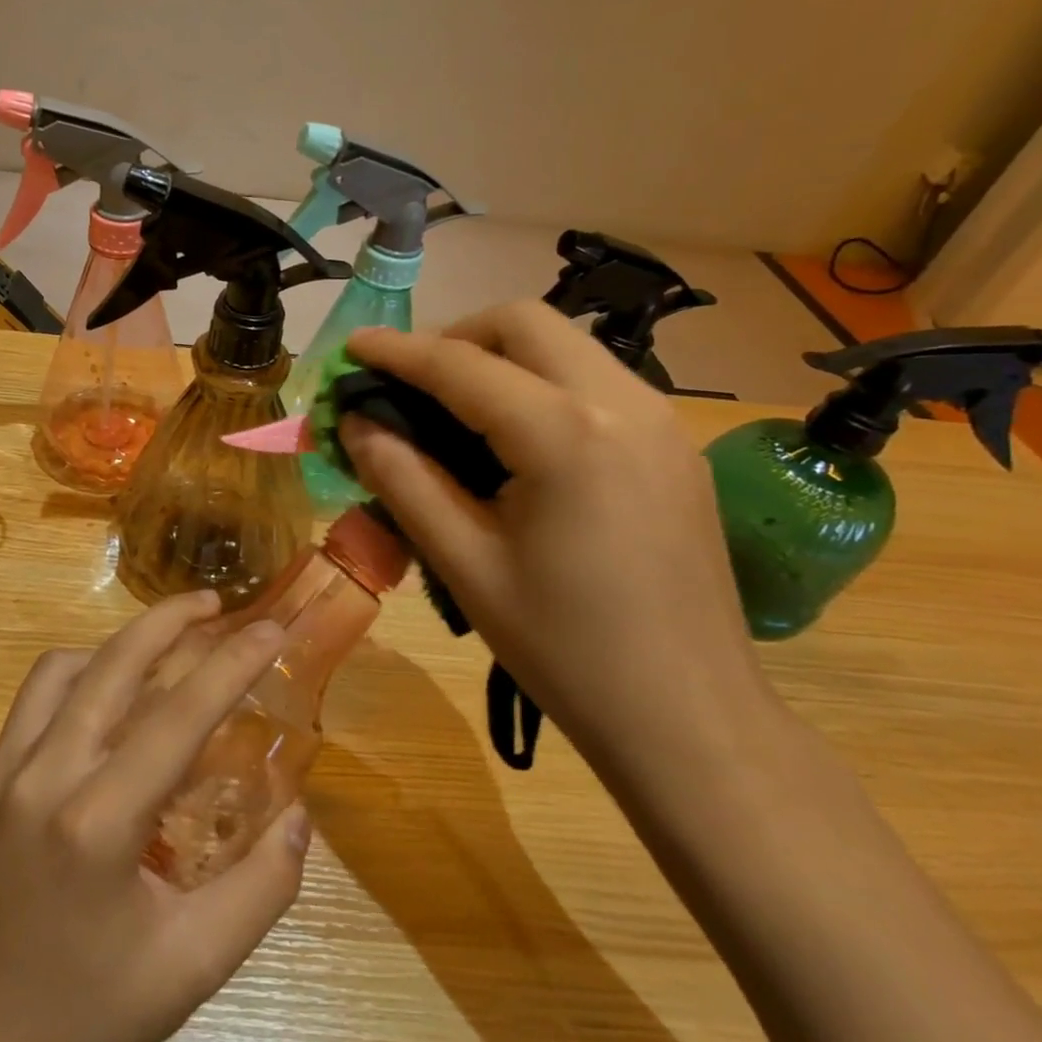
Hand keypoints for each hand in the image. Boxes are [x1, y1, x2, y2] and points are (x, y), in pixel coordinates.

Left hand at [0, 592, 310, 1041]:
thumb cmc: (91, 1014)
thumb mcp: (196, 966)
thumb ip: (262, 887)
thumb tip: (300, 814)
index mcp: (98, 823)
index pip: (179, 715)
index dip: (232, 662)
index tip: (271, 626)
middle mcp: (44, 777)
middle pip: (113, 665)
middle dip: (169, 619)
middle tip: (216, 604)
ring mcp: (4, 773)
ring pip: (64, 669)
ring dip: (119, 644)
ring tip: (165, 647)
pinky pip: (34, 700)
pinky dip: (78, 674)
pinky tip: (108, 697)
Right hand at [342, 303, 773, 778]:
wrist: (689, 718)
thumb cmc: (564, 648)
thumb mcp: (464, 563)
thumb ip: (401, 478)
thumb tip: (355, 423)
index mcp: (565, 434)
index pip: (461, 365)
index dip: (397, 351)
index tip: (351, 346)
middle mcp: (623, 402)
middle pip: (525, 323)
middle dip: (455, 337)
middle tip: (407, 383)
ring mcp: (661, 419)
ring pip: (566, 344)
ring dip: (499, 356)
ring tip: (452, 408)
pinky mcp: (674, 444)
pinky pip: (594, 380)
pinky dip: (539, 382)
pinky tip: (514, 437)